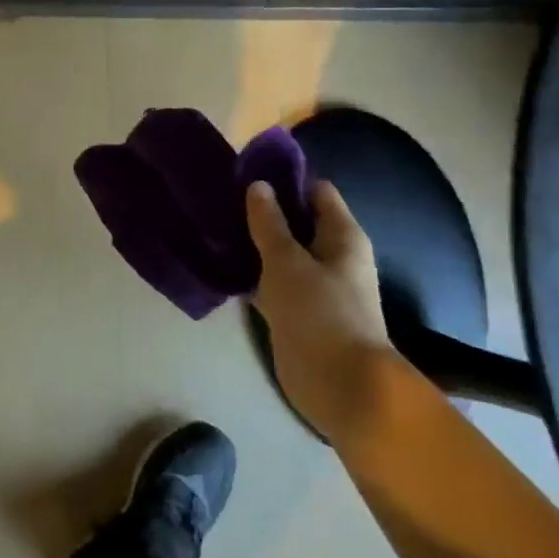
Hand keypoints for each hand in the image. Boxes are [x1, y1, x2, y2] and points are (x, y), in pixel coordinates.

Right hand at [246, 179, 396, 442]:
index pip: (317, 192)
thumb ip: (269, 223)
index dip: (286, 180)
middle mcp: (332, 257)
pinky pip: (273, 282)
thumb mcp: (287, 261)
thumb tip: (258, 186)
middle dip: (264, 211)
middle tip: (223, 200)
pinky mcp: (298, 312)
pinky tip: (223, 266)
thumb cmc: (319, 312)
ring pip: (282, 254)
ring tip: (216, 228)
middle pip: (298, 222)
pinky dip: (253, 274)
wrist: (340, 384)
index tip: (247, 173)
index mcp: (342, 237)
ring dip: (256, 244)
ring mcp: (315, 286)